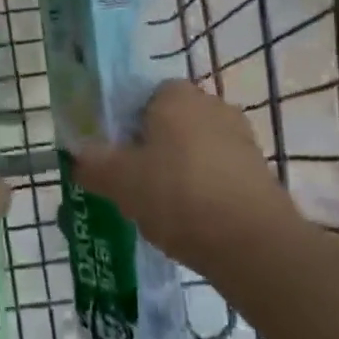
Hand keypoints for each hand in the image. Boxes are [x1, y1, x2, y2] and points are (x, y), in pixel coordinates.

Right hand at [71, 79, 300, 281]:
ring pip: (195, 150)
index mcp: (175, 94)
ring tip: (161, 209)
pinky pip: (218, 173)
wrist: (253, 244)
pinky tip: (192, 222)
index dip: (124, 125)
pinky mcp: (260, 171)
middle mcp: (211, 105)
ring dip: (179, 171)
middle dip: (152, 149)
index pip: (142, 97)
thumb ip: (93, 165)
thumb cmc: (177, 194)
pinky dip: (204, 190)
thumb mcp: (119, 181)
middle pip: (169, 123)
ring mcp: (241, 138)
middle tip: (132, 184)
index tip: (114, 157)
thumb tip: (78, 158)